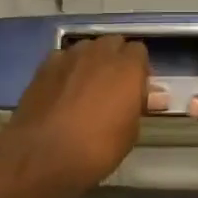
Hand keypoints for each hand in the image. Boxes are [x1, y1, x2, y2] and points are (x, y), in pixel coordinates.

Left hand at [0, 35, 157, 197]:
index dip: (139, 70)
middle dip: (116, 59)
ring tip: (87, 87)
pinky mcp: (44, 66)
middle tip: (114, 87)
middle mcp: (99, 53)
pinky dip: (67, 69)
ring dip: (91, 61)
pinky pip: (62, 58)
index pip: (139, 51)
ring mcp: (69, 57)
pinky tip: (63, 90)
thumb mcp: (129, 133)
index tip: (136, 90)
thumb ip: (139, 106)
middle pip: (113, 43)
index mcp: (127, 68)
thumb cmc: (96, 148)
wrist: (43, 153)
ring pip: (86, 48)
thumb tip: (154, 97)